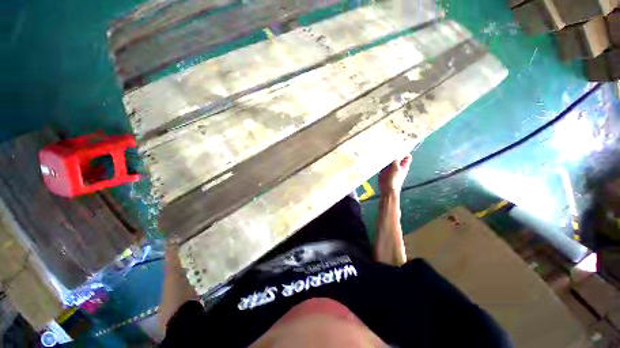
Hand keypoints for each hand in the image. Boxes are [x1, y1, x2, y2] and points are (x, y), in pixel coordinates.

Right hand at [379, 154, 411, 194]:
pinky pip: (383, 164)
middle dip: (393, 154)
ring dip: (386, 158)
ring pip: (389, 160)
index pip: (407, 156)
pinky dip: (381, 162)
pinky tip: (379, 161)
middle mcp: (398, 166)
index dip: (404, 151)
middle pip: (397, 157)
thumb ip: (396, 158)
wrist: (387, 188)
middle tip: (388, 150)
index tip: (398, 148)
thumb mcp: (396, 167)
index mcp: (404, 165)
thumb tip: (396, 150)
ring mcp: (391, 168)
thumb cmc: (394, 178)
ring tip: (382, 154)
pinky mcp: (384, 170)